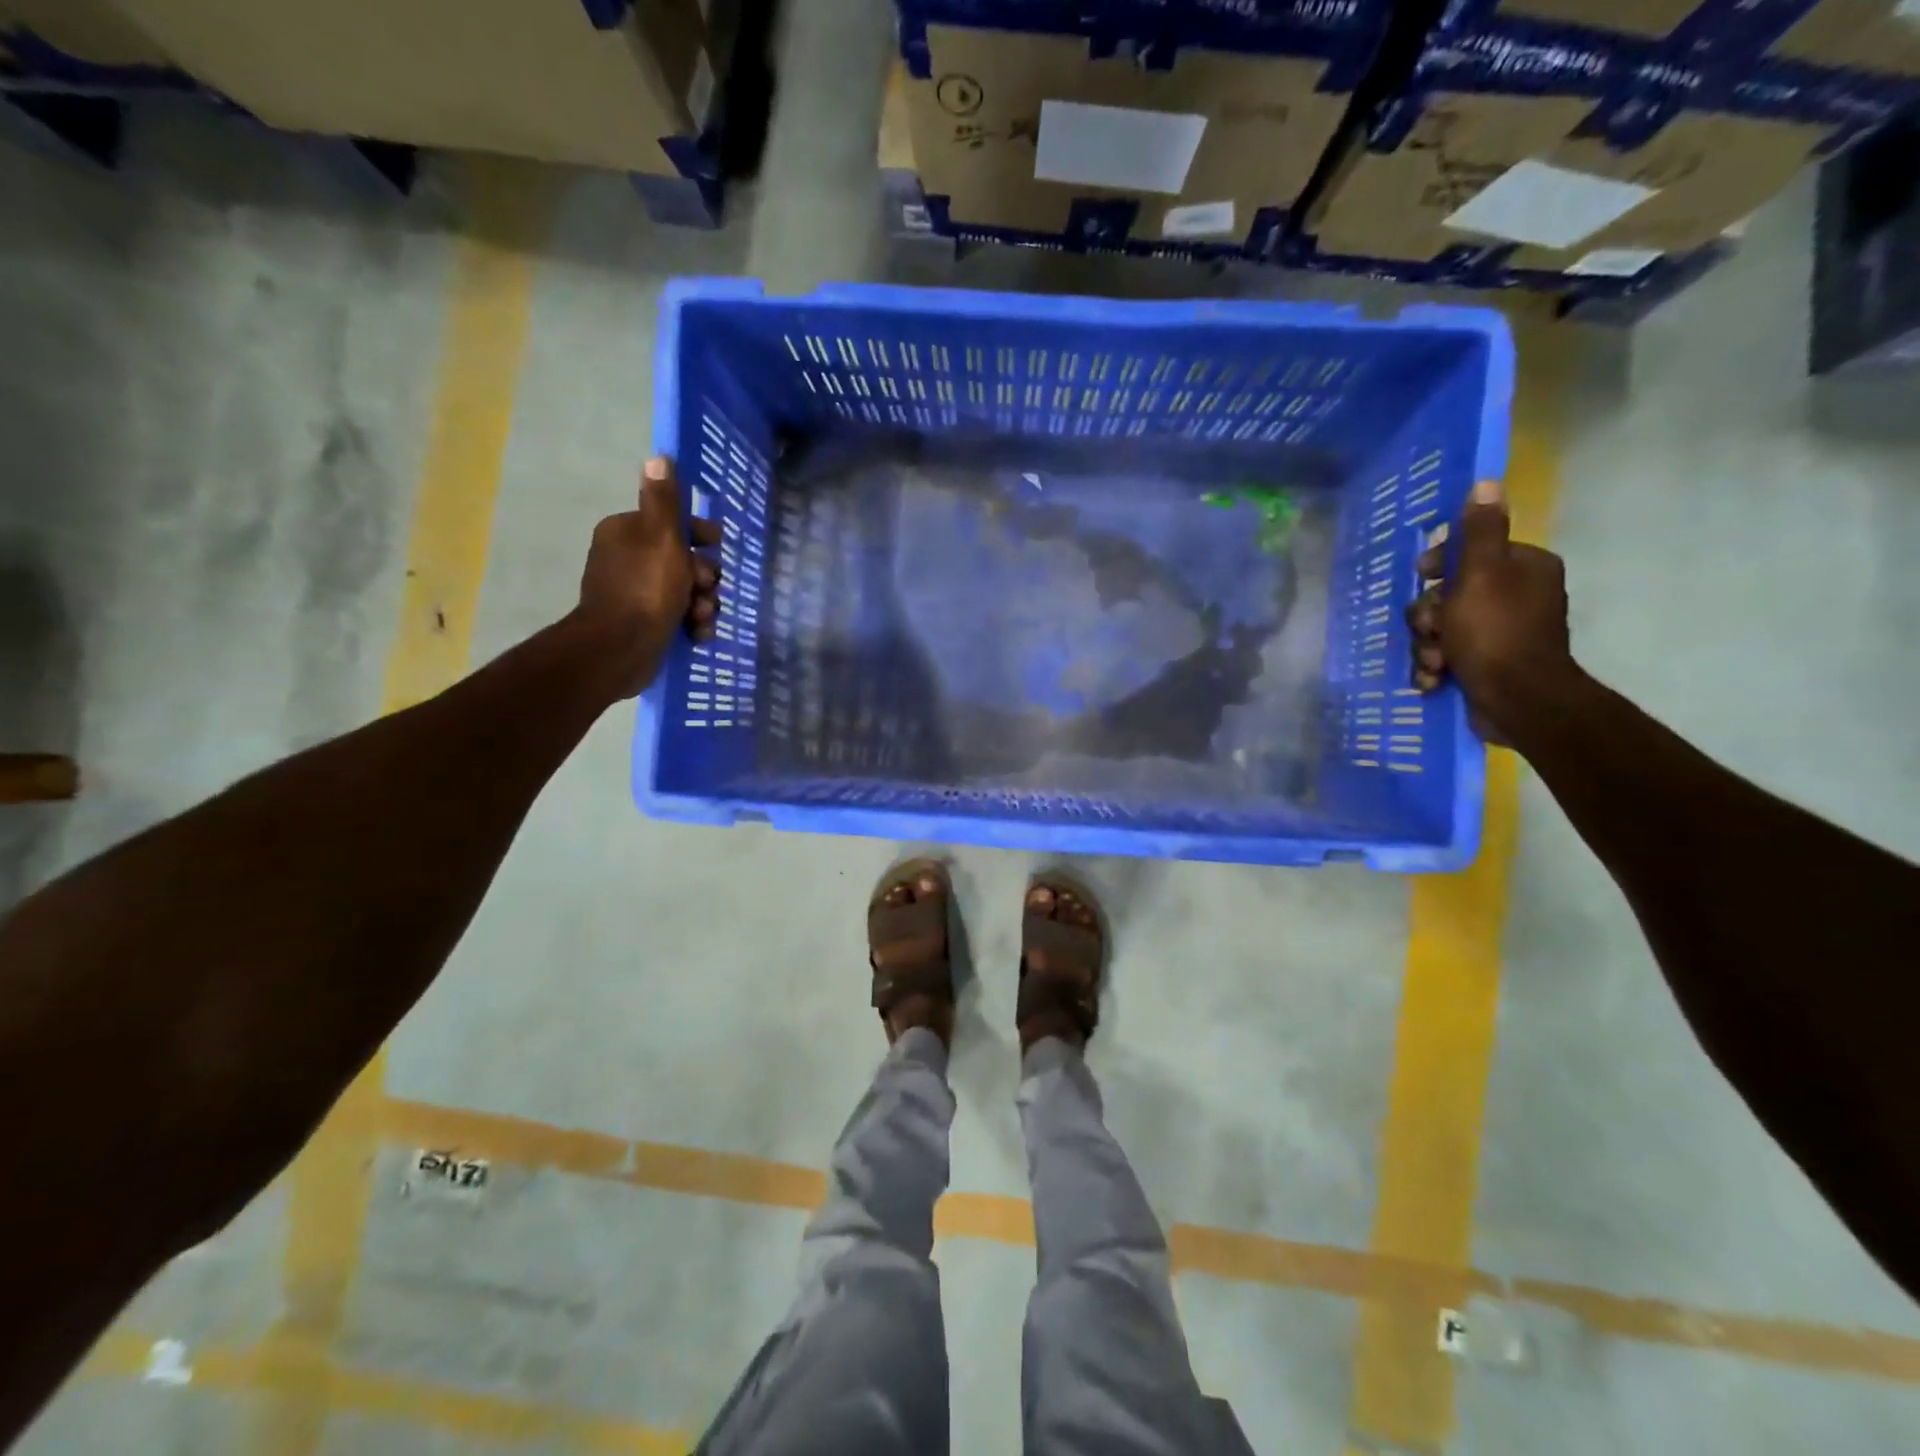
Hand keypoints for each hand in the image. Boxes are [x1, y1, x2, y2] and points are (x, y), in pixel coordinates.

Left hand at [572, 457, 721, 699]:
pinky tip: (698, 633)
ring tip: (702, 617)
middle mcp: (628, 558)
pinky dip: (692, 624)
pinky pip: (677, 616)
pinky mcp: (643, 623)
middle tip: (706, 590)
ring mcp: (635, 593)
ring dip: (703, 604)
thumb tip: (659, 456)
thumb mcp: (662, 537)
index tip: (715, 549)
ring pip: (685, 591)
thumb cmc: (645, 588)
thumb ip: (665, 501)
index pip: (673, 524)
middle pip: (684, 560)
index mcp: (628, 532)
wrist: (620, 648)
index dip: (700, 537)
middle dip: (704, 577)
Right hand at [1407, 478, 1578, 742]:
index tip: (1422, 576)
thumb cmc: (1495, 632)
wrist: (1517, 701)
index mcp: (1523, 568)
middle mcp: (1516, 596)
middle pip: (1448, 594)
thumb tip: (1487, 482)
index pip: (1470, 552)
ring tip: (1436, 663)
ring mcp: (1500, 632)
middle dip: (1430, 616)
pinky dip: (1436, 667)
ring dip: (1428, 646)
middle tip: (1432, 630)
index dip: (1440, 565)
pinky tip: (1435, 678)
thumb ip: (1480, 532)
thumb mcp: (1482, 575)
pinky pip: (1447, 655)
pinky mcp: (1486, 664)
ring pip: (1441, 628)